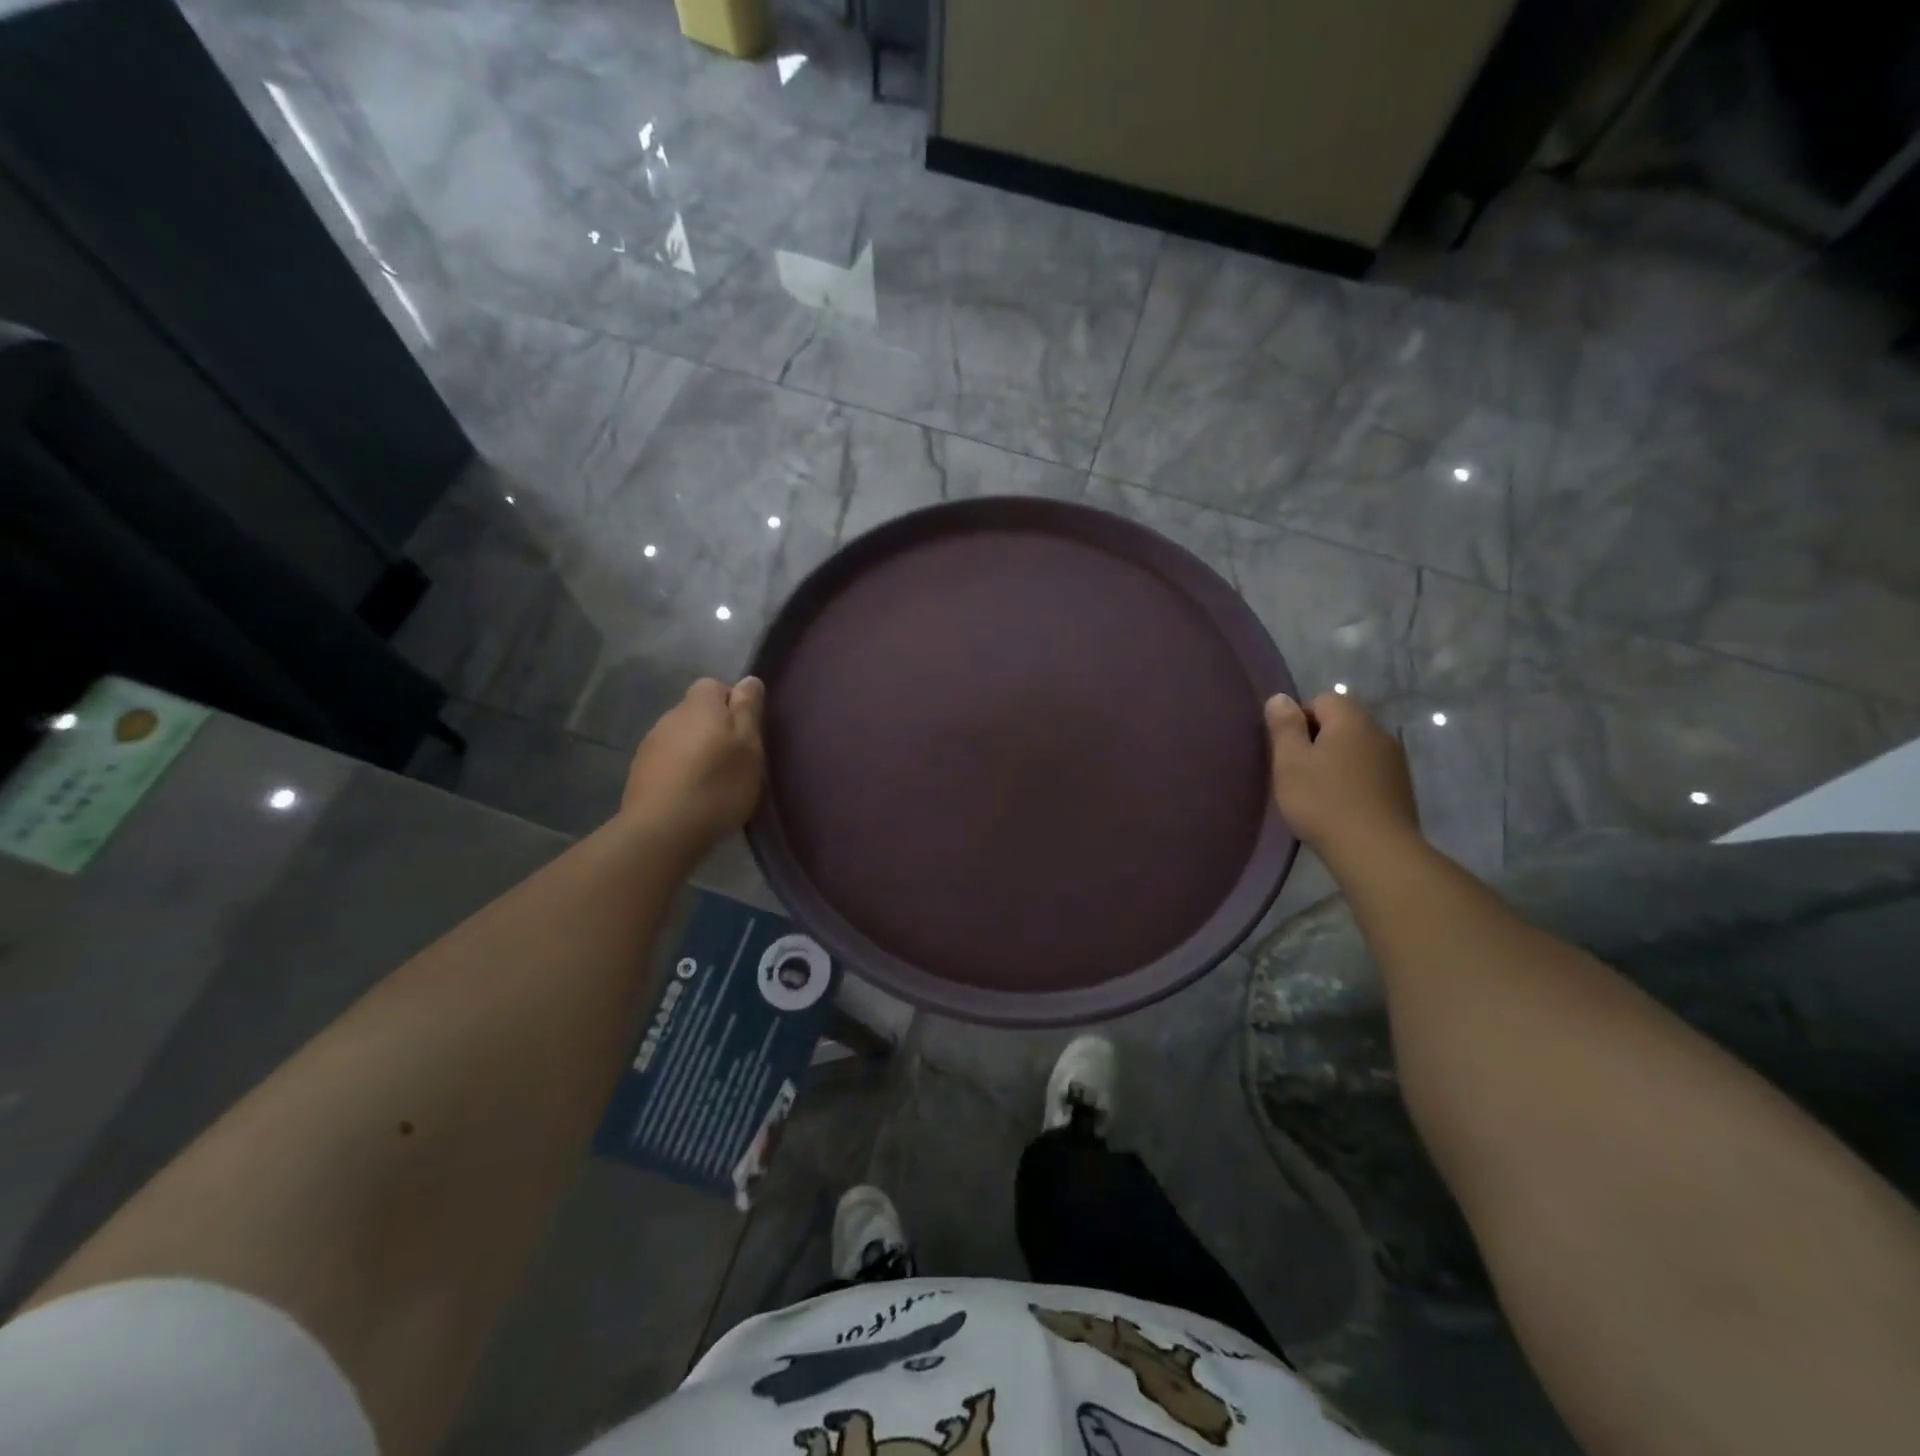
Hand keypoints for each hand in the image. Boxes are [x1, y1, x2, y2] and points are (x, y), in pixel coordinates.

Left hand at [621, 677, 765, 849]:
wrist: (663, 830)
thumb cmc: (718, 784)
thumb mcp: (749, 746)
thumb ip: (748, 710)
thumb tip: (748, 680)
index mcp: (699, 705)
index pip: (714, 685)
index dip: (732, 703)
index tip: (746, 731)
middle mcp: (670, 716)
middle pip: (696, 712)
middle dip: (714, 728)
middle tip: (735, 759)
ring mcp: (650, 744)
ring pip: (680, 736)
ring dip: (696, 750)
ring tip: (713, 781)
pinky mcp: (639, 772)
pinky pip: (667, 761)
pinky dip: (680, 770)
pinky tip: (691, 795)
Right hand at [1265, 692, 1418, 859]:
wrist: (1375, 851)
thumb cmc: (1323, 801)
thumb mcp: (1290, 761)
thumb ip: (1284, 726)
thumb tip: (1280, 698)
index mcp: (1351, 721)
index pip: (1322, 699)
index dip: (1299, 719)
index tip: (1286, 750)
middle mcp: (1379, 733)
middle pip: (1341, 723)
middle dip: (1317, 741)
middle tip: (1296, 772)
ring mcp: (1394, 762)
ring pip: (1356, 749)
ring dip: (1336, 762)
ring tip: (1318, 792)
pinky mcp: (1401, 789)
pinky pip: (1369, 772)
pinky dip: (1352, 781)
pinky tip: (1340, 806)